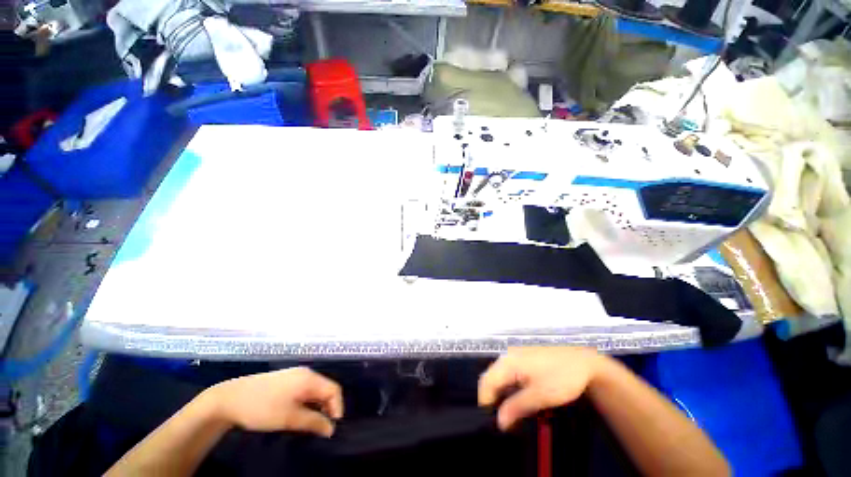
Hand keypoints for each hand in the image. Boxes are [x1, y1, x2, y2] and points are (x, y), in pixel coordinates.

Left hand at [209, 367, 343, 436]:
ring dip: (317, 405)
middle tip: (321, 427)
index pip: (334, 390)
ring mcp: (296, 374)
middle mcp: (306, 373)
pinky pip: (305, 388)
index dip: (337, 408)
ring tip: (310, 423)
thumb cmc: (262, 408)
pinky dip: (308, 401)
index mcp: (309, 378)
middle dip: (327, 407)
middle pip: (326, 388)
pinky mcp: (287, 379)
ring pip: (316, 389)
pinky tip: (298, 413)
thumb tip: (331, 429)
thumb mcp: (289, 418)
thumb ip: (313, 422)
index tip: (331, 428)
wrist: (230, 398)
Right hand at [479, 347, 601, 430]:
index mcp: (507, 361)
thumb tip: (499, 422)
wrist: (583, 362)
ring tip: (514, 414)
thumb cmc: (561, 377)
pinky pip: (509, 374)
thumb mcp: (540, 396)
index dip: (486, 403)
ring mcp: (515, 355)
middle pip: (491, 379)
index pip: (485, 382)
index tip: (495, 423)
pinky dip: (512, 388)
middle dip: (494, 400)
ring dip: (503, 396)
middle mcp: (507, 355)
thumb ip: (517, 407)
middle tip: (506, 422)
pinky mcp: (523, 358)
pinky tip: (522, 400)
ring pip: (500, 377)